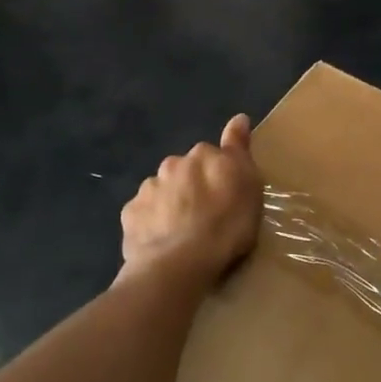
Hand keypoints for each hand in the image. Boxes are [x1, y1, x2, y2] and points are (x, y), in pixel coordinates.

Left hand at [119, 115, 261, 281]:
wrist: (179, 263)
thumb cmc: (226, 226)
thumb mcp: (249, 186)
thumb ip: (240, 149)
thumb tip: (239, 118)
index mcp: (203, 155)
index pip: (213, 153)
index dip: (219, 172)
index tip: (226, 192)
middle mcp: (172, 164)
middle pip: (185, 170)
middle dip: (192, 186)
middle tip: (206, 216)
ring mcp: (148, 189)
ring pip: (162, 190)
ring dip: (171, 203)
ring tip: (183, 233)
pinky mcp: (130, 214)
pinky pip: (144, 214)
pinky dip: (153, 223)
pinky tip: (163, 242)